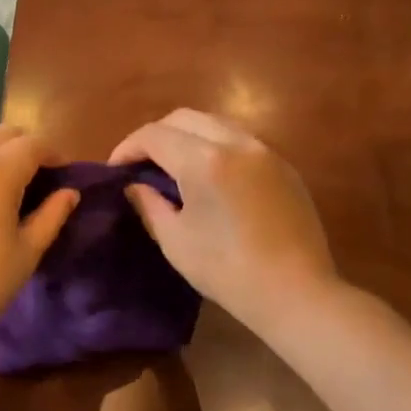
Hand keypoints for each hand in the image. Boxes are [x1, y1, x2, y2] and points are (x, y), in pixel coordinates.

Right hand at [109, 109, 336, 332]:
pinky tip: (210, 176)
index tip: (115, 169)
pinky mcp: (284, 166)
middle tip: (140, 164)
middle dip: (156, 135)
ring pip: (215, 123)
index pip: (154, 135)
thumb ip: (149, 204)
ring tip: (173, 166)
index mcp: (204, 161)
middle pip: (184, 118)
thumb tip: (135, 186)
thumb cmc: (227, 270)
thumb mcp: (175, 240)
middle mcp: (236, 143)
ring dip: (187, 136)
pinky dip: (215, 146)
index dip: (128, 147)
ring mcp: (265, 151)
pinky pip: (240, 140)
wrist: (295, 292)